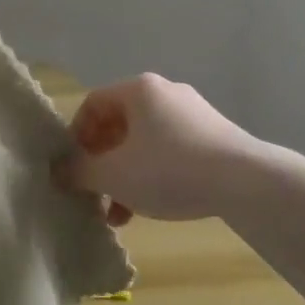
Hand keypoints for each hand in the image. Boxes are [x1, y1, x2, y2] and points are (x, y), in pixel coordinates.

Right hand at [55, 74, 262, 224]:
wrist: (246, 181)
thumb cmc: (168, 169)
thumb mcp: (113, 175)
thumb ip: (79, 172)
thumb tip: (58, 171)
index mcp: (138, 89)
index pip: (92, 104)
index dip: (75, 136)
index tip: (72, 169)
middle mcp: (165, 92)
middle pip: (119, 125)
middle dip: (102, 163)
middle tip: (95, 194)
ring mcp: (193, 113)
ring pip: (144, 143)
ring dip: (126, 175)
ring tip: (120, 214)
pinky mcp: (215, 135)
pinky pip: (171, 151)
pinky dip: (154, 175)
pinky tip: (152, 207)